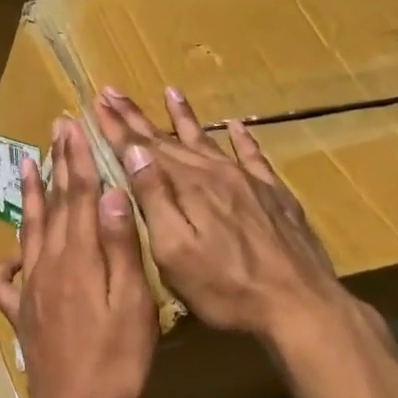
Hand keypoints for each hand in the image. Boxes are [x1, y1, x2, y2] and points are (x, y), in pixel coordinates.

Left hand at [0, 116, 156, 397]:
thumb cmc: (115, 358)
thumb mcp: (131, 302)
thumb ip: (119, 246)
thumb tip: (110, 193)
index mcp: (79, 256)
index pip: (79, 195)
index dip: (78, 159)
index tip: (74, 126)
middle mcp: (49, 262)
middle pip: (53, 204)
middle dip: (56, 164)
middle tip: (55, 130)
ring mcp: (31, 286)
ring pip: (29, 229)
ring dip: (30, 195)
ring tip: (28, 164)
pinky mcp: (21, 310)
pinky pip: (6, 278)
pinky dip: (8, 259)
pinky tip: (13, 251)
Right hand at [93, 86, 352, 348]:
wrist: (301, 306)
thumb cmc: (226, 288)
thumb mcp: (175, 251)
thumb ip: (154, 199)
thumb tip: (134, 153)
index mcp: (188, 188)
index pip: (143, 149)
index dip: (117, 126)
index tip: (97, 101)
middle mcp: (216, 174)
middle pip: (169, 139)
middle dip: (138, 117)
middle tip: (114, 92)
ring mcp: (249, 182)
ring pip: (208, 141)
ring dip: (185, 117)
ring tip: (171, 92)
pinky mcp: (275, 195)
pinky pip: (254, 156)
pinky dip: (242, 138)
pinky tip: (237, 125)